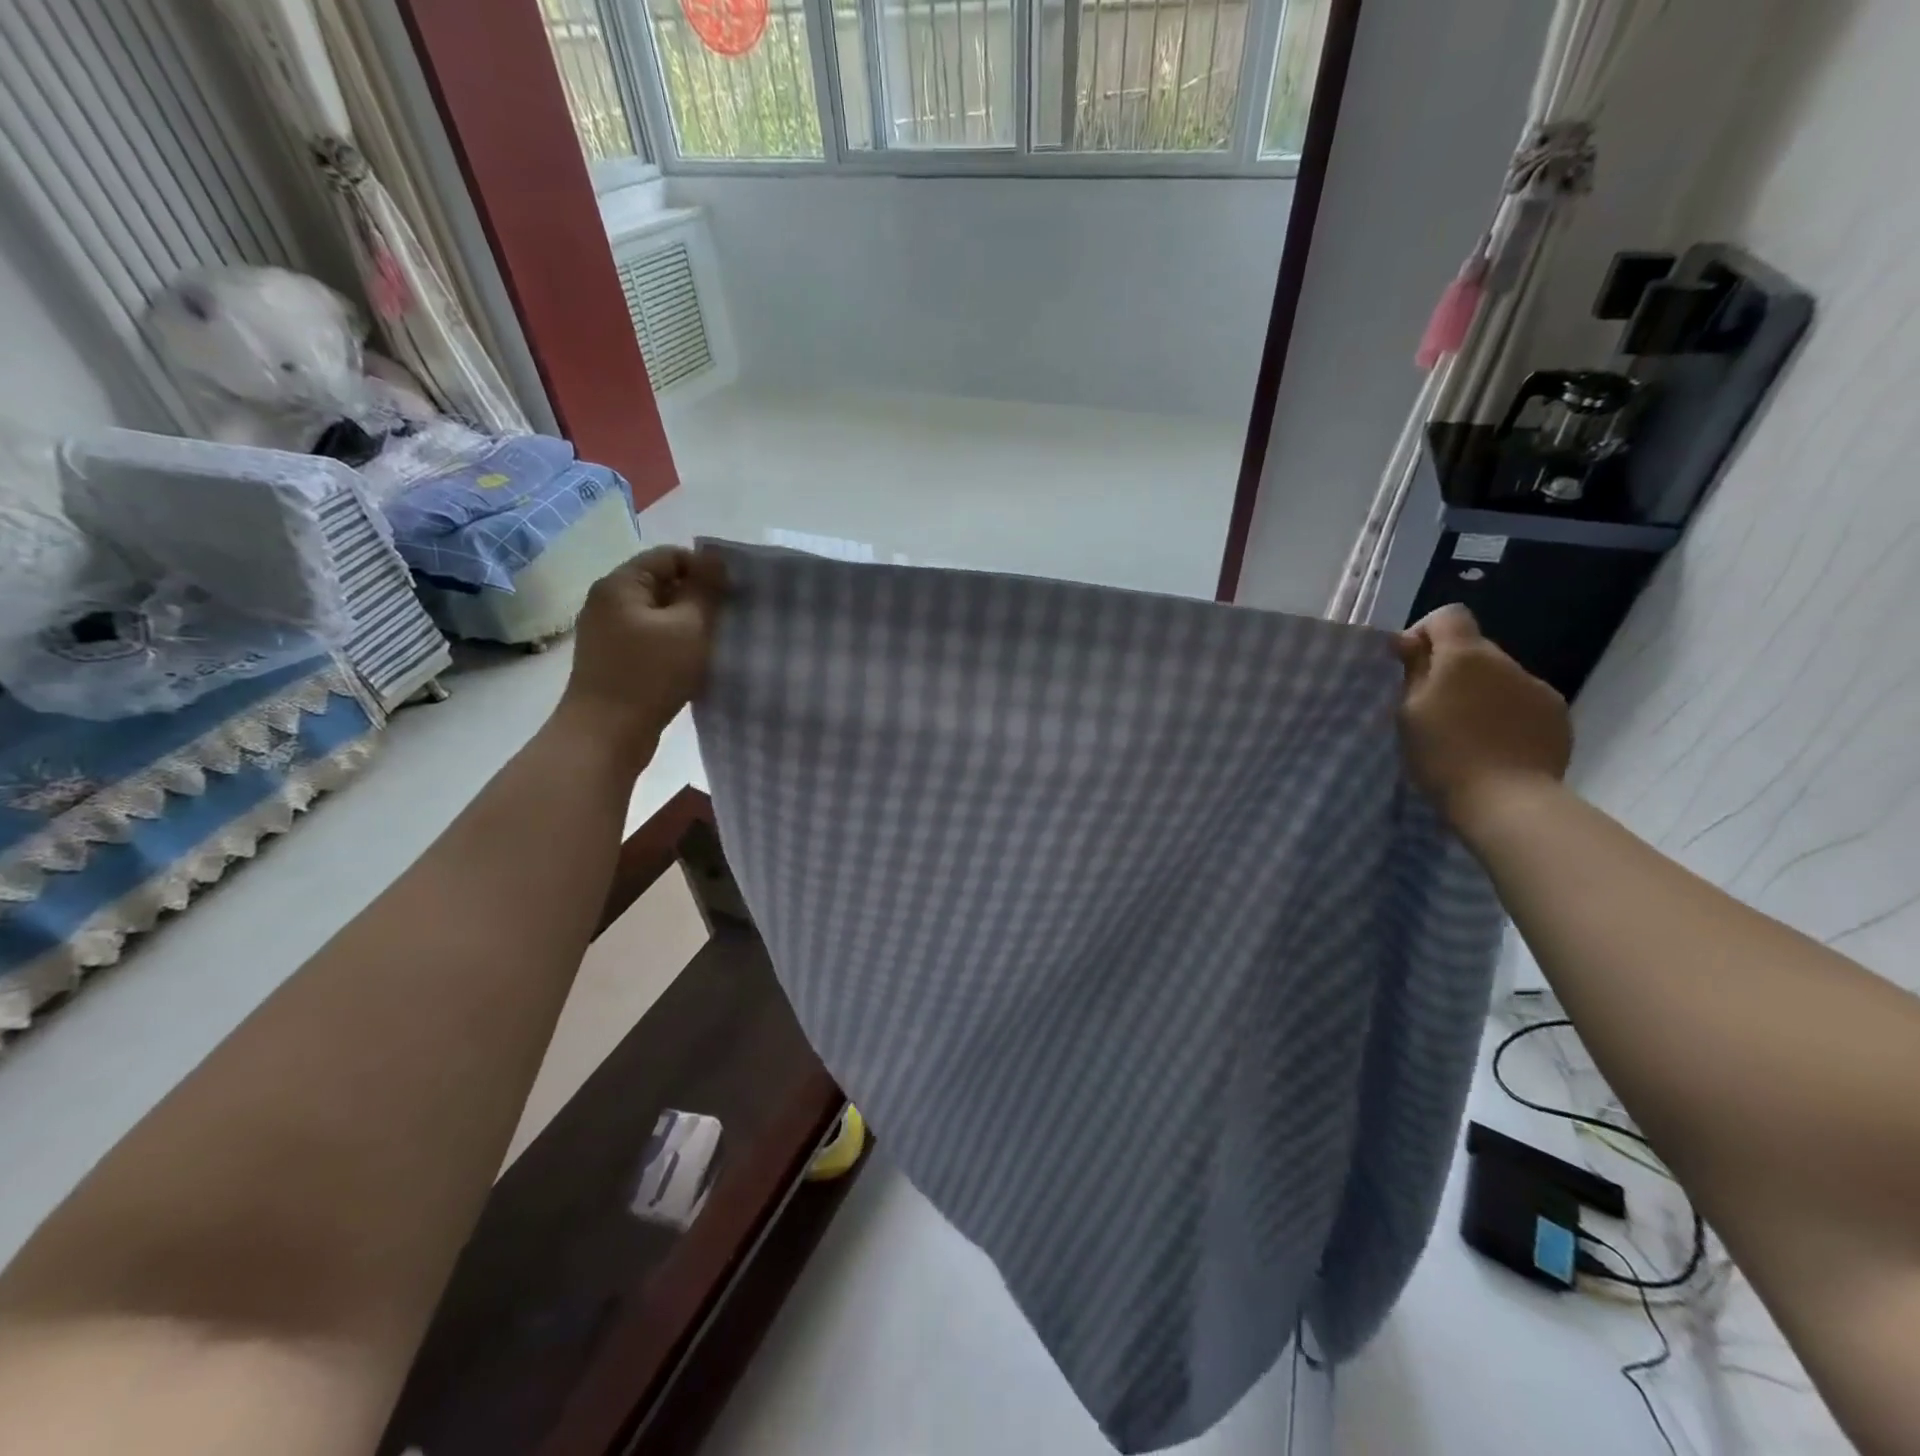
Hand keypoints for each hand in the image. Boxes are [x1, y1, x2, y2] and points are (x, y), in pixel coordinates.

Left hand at [556, 546, 725, 768]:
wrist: (606, 735)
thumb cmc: (650, 675)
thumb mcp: (689, 627)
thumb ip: (705, 589)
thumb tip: (715, 557)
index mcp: (621, 584)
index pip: (669, 556)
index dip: (704, 570)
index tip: (730, 597)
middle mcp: (608, 601)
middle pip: (662, 584)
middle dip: (697, 599)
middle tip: (726, 622)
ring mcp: (607, 632)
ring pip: (658, 615)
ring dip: (687, 626)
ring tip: (712, 645)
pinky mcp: (612, 660)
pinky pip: (649, 640)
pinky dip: (672, 646)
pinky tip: (691, 664)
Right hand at [1396, 604, 1570, 832]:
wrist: (1507, 801)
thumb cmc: (1443, 754)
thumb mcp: (1409, 712)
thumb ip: (1413, 670)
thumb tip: (1409, 641)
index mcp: (1465, 656)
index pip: (1448, 616)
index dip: (1425, 633)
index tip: (1409, 665)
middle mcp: (1507, 662)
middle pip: (1473, 648)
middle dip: (1451, 668)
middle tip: (1432, 708)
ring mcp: (1537, 688)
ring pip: (1499, 677)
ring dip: (1479, 692)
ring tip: (1465, 732)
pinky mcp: (1557, 716)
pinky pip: (1522, 701)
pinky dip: (1505, 713)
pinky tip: (1494, 745)